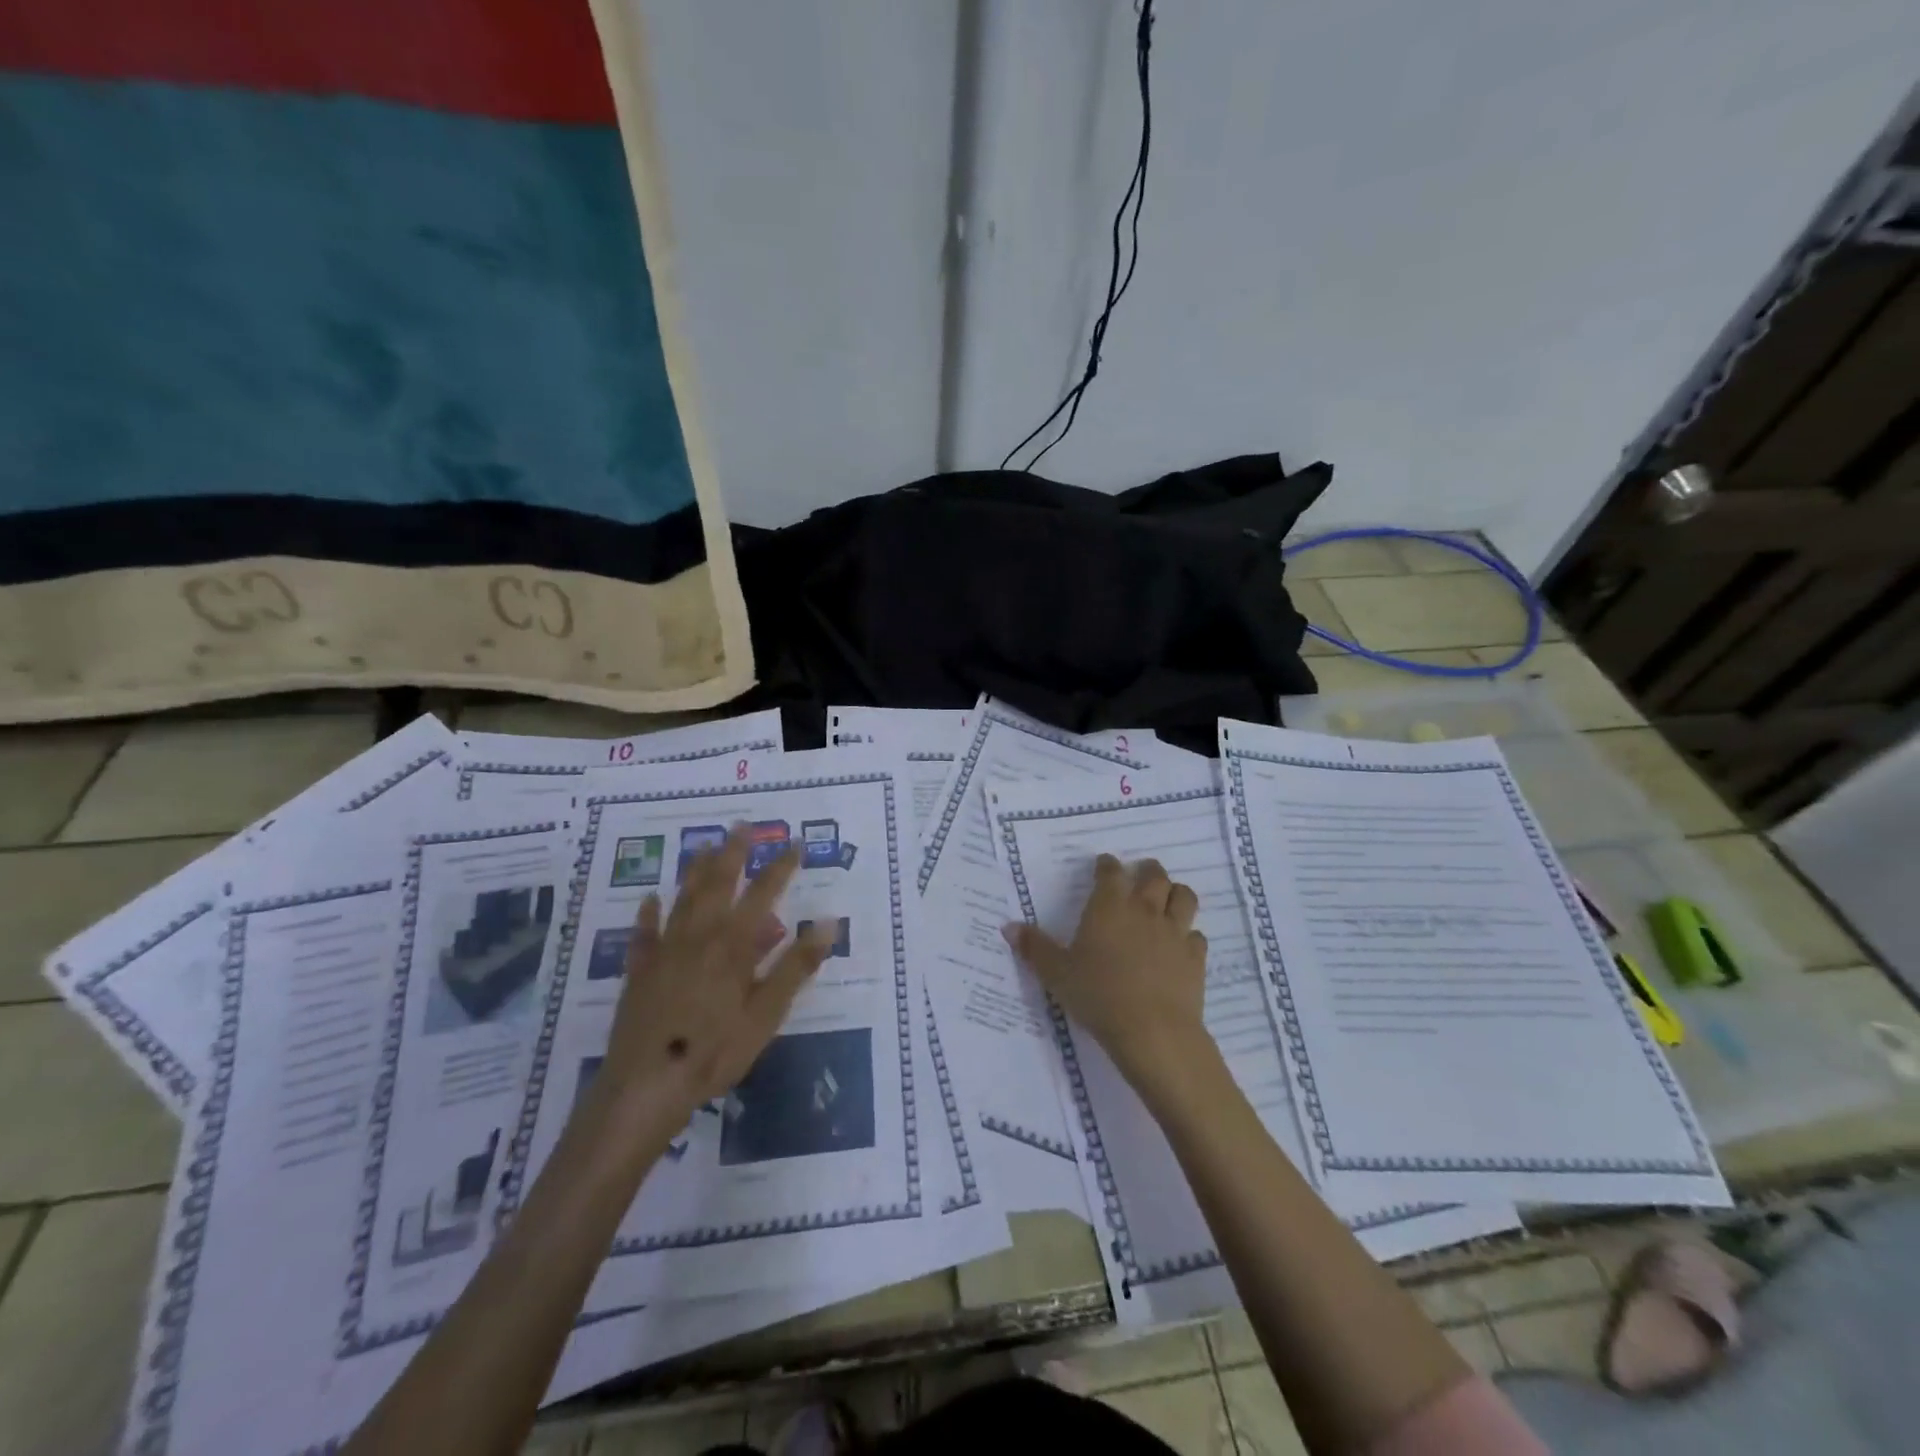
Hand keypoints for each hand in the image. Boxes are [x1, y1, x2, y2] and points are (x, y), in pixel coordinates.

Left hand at [601, 825, 834, 1115]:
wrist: (646, 1086)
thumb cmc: (715, 1050)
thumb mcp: (767, 1013)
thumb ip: (796, 966)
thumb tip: (827, 923)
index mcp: (734, 945)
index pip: (763, 894)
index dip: (780, 868)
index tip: (794, 844)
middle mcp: (699, 936)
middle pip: (718, 884)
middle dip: (733, 853)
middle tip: (741, 826)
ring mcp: (665, 951)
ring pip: (683, 899)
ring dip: (695, 870)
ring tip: (704, 846)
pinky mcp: (640, 972)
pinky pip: (644, 934)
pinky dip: (648, 914)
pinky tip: (649, 899)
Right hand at [1003, 854, 1211, 1098]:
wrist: (1152, 1030)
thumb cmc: (1098, 995)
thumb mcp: (1056, 974)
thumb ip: (1034, 948)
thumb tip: (1008, 927)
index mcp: (1110, 906)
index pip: (1111, 871)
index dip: (1107, 865)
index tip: (1104, 865)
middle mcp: (1145, 910)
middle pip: (1154, 876)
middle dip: (1147, 870)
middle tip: (1141, 874)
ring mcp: (1174, 932)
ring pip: (1184, 898)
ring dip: (1176, 893)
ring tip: (1168, 899)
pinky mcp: (1195, 958)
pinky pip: (1196, 936)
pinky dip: (1189, 935)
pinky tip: (1181, 945)